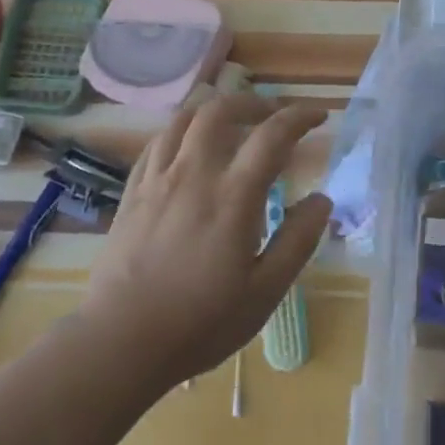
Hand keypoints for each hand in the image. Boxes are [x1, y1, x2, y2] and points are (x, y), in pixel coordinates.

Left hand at [80, 94, 331, 386]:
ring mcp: (158, 180)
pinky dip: (181, 132)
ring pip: (184, 119)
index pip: (272, 135)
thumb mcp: (265, 291)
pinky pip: (157, 143)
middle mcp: (194, 175)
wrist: (122, 342)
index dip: (299, 117)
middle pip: (221, 110)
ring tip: (232, 124)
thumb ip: (298, 240)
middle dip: (253, 103)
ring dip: (214, 111)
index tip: (318, 116)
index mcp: (233, 196)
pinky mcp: (132, 193)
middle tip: (272, 117)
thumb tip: (322, 200)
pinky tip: (189, 148)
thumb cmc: (201, 322)